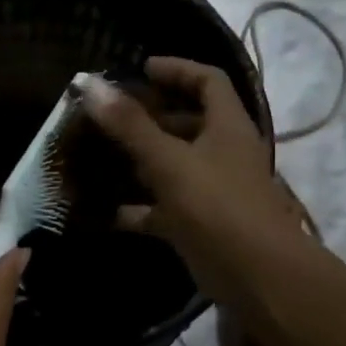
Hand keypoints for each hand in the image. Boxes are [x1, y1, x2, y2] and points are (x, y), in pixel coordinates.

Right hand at [81, 57, 310, 305]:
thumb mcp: (169, 161)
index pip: (208, 81)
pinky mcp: (198, 223)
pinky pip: (162, 206)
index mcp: (227, 127)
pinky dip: (135, 206)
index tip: (140, 69)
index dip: (177, 69)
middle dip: (150, 115)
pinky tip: (101, 208)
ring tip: (98, 153)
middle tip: (110, 113)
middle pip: (188, 122)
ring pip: (173, 164)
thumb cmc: (216, 206)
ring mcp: (211, 190)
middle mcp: (223, 153)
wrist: (256, 276)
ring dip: (139, 159)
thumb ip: (129, 125)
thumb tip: (89, 83)